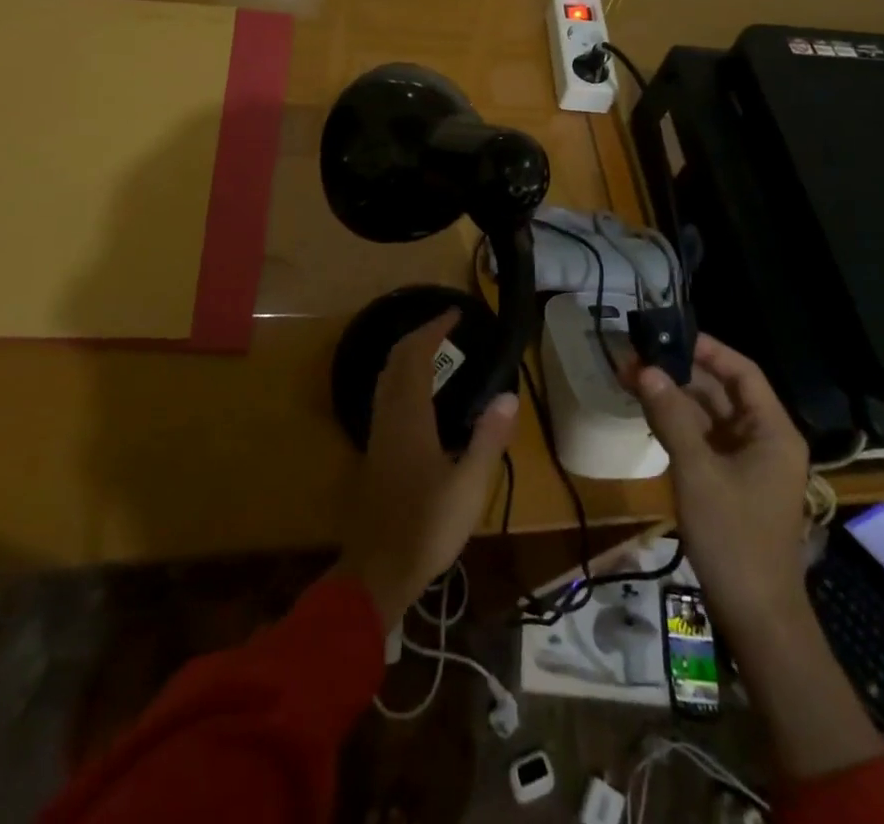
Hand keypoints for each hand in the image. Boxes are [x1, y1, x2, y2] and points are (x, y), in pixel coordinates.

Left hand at [337, 311, 518, 626]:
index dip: (433, 329)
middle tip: (447, 326)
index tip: (454, 313)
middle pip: (396, 360)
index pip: (415, 356)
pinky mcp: (376, 450)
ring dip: (407, 354)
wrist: (378, 569)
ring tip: (436, 350)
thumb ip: (488, 438)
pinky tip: (420, 394)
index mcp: (409, 417)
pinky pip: (385, 394)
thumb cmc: (426, 527)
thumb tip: (508, 394)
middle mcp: (388, 416)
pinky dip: (402, 376)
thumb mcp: (469, 486)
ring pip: (386, 377)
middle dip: (419, 335)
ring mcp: (378, 433)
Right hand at [634, 333, 811, 651]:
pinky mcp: (731, 481)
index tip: (666, 333)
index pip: (741, 372)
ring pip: (708, 415)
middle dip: (679, 373)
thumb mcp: (698, 471)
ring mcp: (748, 462)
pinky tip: (647, 413)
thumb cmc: (733, 537)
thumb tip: (643, 369)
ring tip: (631, 378)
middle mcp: (764, 438)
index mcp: (771, 430)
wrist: (756, 616)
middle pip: (722, 391)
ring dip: (673, 397)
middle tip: (635, 357)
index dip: (706, 349)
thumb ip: (671, 416)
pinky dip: (677, 424)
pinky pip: (704, 439)